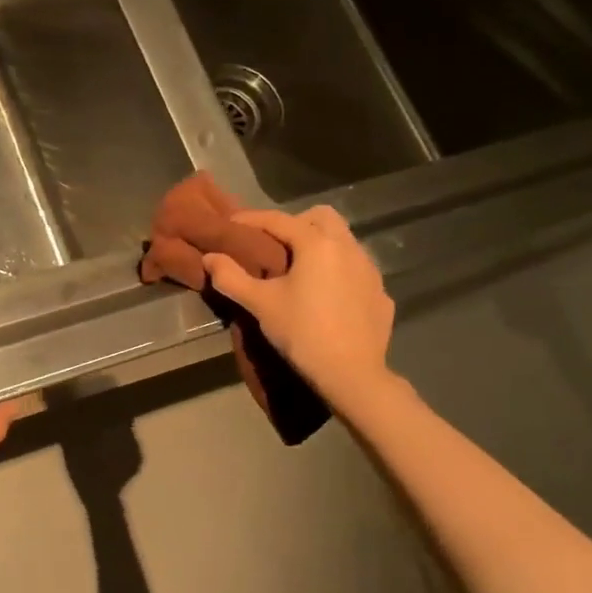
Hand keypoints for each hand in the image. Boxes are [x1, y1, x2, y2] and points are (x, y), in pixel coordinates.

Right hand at [201, 206, 397, 415]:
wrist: (352, 375)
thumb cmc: (302, 332)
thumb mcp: (259, 303)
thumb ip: (231, 277)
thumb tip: (210, 257)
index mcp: (317, 244)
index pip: (278, 219)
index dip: (251, 219)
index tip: (231, 224)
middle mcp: (348, 248)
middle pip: (321, 217)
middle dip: (295, 223)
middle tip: (273, 245)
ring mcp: (370, 270)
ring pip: (343, 241)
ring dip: (319, 246)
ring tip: (299, 270)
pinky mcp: (381, 294)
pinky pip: (356, 269)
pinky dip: (338, 271)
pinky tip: (325, 295)